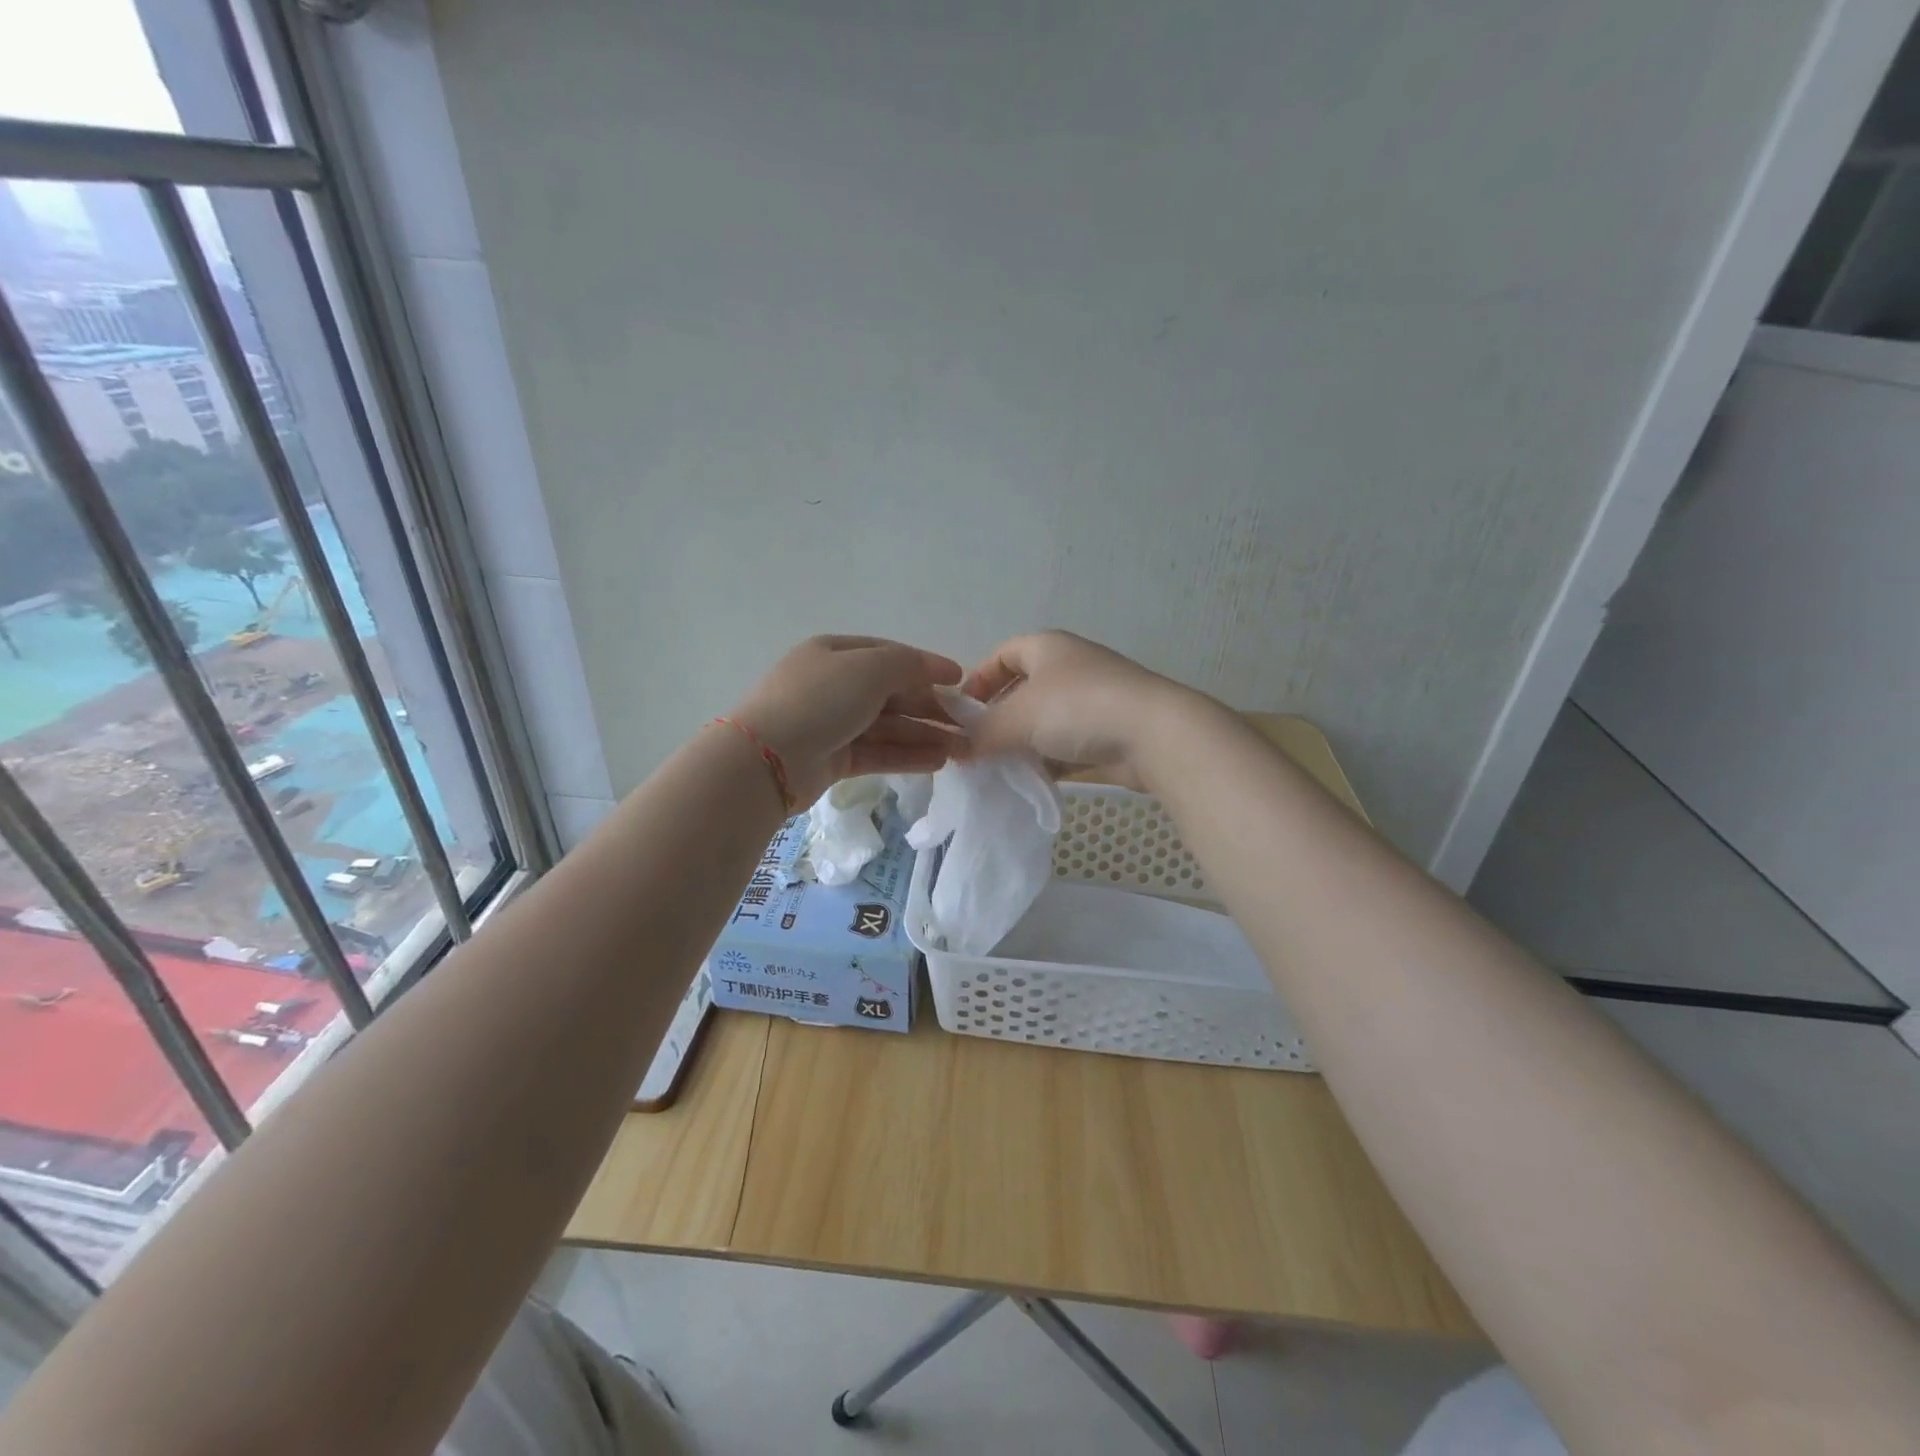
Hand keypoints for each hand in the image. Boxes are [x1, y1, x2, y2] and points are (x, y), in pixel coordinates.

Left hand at [731, 635, 964, 805]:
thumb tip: (937, 670)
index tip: (961, 681)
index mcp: (835, 653)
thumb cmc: (819, 700)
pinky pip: (878, 752)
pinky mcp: (833, 759)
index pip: (890, 655)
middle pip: (892, 693)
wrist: (766, 758)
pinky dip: (907, 755)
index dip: (927, 666)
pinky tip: (938, 762)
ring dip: (925, 735)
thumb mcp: (868, 668)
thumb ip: (908, 664)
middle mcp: (834, 685)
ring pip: (888, 726)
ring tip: (962, 749)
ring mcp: (832, 724)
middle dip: (931, 707)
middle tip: (967, 724)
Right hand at [963, 630, 1197, 771]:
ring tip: (1002, 770)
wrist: (1154, 734)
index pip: (1003, 654)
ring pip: (1047, 722)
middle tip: (978, 748)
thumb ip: (982, 733)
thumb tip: (960, 749)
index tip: (962, 713)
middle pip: (1024, 690)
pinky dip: (1050, 761)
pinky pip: (1069, 745)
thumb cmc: (1077, 709)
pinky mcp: (1110, 733)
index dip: (979, 680)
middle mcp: (1071, 667)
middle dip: (999, 719)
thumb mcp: (1016, 718)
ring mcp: (1095, 701)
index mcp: (1047, 647)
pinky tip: (1034, 782)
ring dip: (1024, 744)